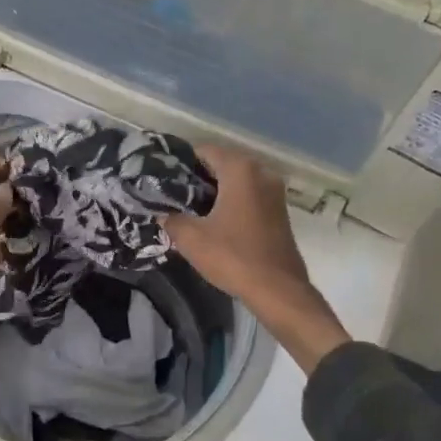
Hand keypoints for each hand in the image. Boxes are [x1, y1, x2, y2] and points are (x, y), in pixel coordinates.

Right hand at [164, 144, 349, 371]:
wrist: (278, 290)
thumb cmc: (233, 256)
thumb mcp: (191, 238)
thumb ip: (171, 218)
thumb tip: (162, 213)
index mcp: (240, 169)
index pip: (204, 151)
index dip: (180, 162)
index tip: (162, 178)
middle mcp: (261, 172)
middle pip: (221, 163)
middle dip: (197, 177)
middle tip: (172, 194)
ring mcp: (274, 191)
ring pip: (236, 180)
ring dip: (214, 190)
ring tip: (189, 208)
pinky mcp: (279, 210)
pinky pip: (249, 195)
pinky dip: (231, 201)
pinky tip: (213, 220)